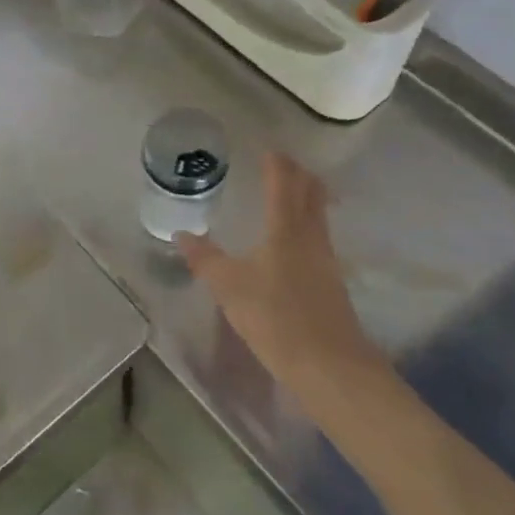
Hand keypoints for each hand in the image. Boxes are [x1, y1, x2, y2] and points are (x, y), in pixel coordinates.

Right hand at [176, 154, 387, 389]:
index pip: (284, 183)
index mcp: (286, 228)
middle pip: (311, 193)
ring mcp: (326, 259)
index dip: (277, 163)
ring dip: (307, 197)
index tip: (268, 149)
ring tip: (290, 193)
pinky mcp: (332, 281)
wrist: (330, 365)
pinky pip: (319, 237)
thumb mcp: (229, 287)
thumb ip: (205, 259)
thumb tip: (182, 234)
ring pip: (319, 214)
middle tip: (283, 163)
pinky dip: (308, 223)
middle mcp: (311, 236)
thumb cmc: (275, 317)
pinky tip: (295, 240)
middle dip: (299, 174)